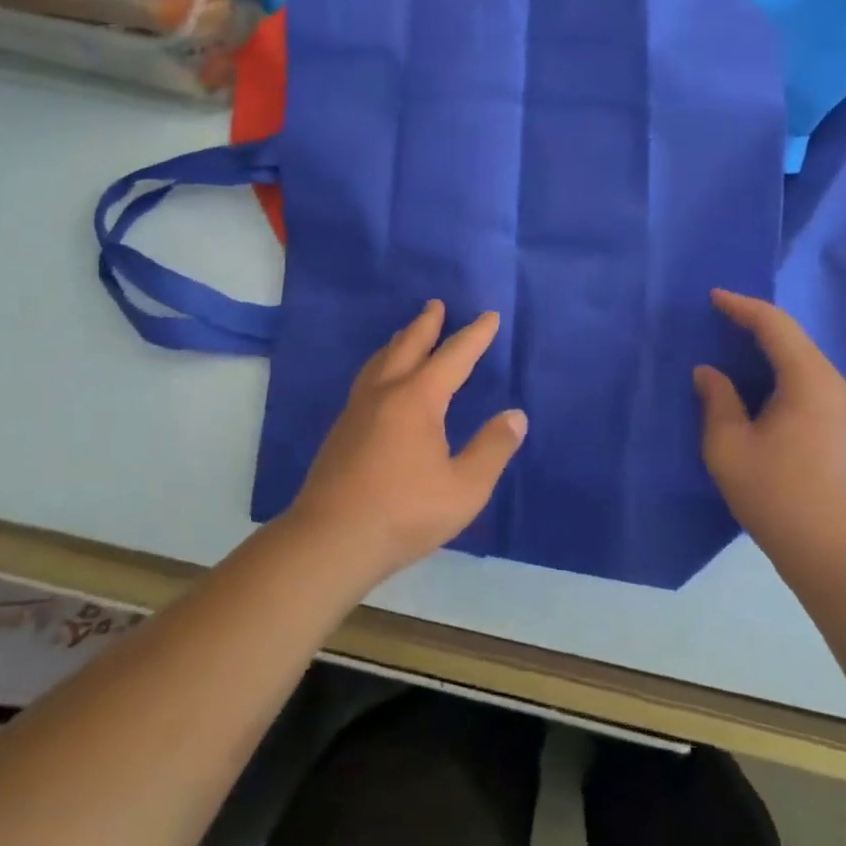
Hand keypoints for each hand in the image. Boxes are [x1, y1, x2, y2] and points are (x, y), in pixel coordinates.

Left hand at [287, 300, 526, 584]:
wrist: (330, 541)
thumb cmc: (404, 513)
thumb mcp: (464, 488)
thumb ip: (492, 449)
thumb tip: (515, 416)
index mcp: (418, 399)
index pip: (453, 357)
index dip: (474, 336)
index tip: (489, 317)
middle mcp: (385, 393)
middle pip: (408, 346)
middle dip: (426, 324)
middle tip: (436, 305)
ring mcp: (357, 410)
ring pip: (380, 361)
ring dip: (399, 341)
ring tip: (406, 333)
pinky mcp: (341, 431)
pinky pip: (366, 380)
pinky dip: (381, 365)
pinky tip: (380, 382)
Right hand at [695, 290, 845, 573]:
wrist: (840, 558)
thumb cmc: (780, 498)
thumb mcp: (730, 448)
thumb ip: (717, 401)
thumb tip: (709, 372)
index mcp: (808, 380)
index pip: (774, 324)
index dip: (741, 306)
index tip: (711, 297)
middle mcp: (832, 384)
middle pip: (792, 337)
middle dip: (754, 322)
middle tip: (718, 317)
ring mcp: (843, 407)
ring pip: (802, 359)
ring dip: (768, 347)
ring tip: (732, 344)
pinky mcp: (843, 428)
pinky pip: (808, 380)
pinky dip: (780, 370)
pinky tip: (758, 384)